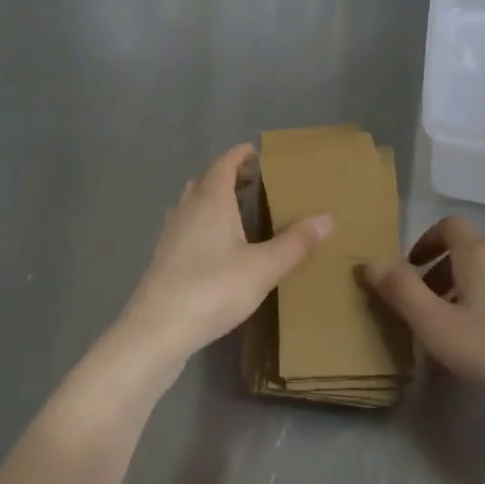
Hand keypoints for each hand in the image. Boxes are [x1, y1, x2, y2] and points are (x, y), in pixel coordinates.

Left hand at [112, 145, 330, 382]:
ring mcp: (171, 234)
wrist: (157, 330)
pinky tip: (216, 246)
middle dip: (229, 176)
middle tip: (254, 182)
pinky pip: (185, 226)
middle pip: (207, 181)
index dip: (241, 155)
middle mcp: (187, 209)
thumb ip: (296, 243)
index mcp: (211, 201)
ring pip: (192, 203)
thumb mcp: (264, 267)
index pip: (225, 164)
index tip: (258, 153)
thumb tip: (328, 218)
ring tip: (237, 210)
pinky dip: (202, 223)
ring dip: (213, 199)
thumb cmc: (214, 289)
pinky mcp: (163, 258)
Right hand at [366, 216, 484, 421]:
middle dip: (444, 271)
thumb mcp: (439, 327)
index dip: (426, 240)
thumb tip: (370, 261)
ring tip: (461, 328)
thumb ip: (402, 292)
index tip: (412, 268)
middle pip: (470, 250)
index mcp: (480, 254)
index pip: (449, 225)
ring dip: (471, 288)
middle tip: (430, 308)